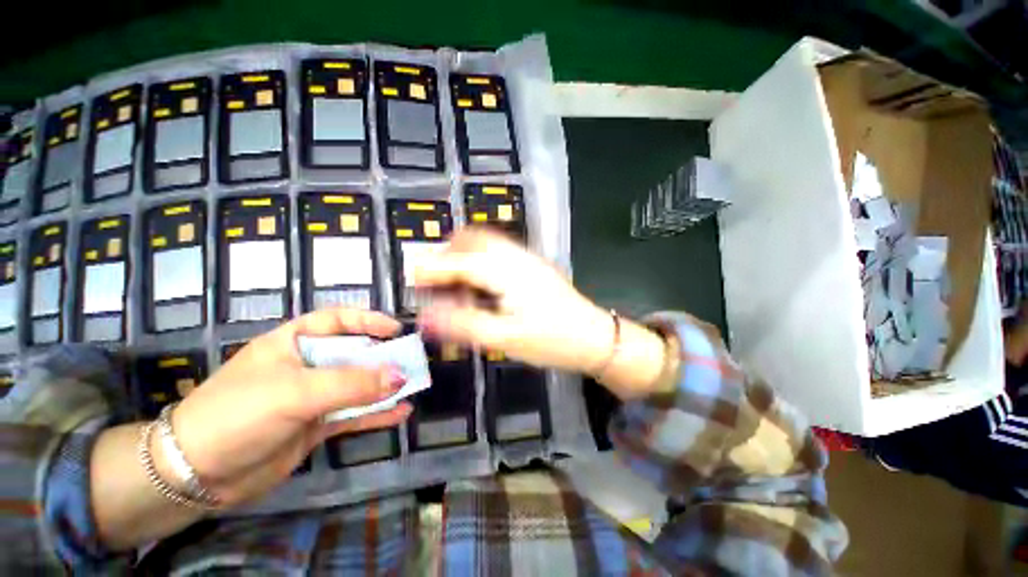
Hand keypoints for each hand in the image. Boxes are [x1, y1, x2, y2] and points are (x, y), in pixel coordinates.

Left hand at [166, 308, 411, 507]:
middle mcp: (305, 366)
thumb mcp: (296, 392)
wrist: (197, 474)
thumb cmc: (239, 413)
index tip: (395, 329)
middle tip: (412, 361)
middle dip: (383, 357)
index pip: (336, 320)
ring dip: (384, 386)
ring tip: (414, 386)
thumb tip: (400, 376)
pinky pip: (353, 415)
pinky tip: (400, 413)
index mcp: (293, 343)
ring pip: (357, 385)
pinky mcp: (314, 426)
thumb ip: (351, 384)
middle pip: (353, 354)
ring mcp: (311, 397)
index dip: (367, 321)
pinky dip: (377, 414)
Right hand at [414, 229, 614, 374]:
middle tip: (435, 281)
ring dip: (464, 255)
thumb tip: (425, 317)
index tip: (412, 279)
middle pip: (472, 239)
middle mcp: (515, 255)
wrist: (595, 338)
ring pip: (486, 242)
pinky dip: (480, 260)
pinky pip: (498, 252)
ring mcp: (527, 258)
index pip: (459, 261)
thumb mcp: (505, 338)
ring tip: (454, 283)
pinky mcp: (532, 266)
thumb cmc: (552, 341)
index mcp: (506, 271)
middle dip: (447, 254)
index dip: (432, 268)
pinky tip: (480, 284)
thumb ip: (463, 325)